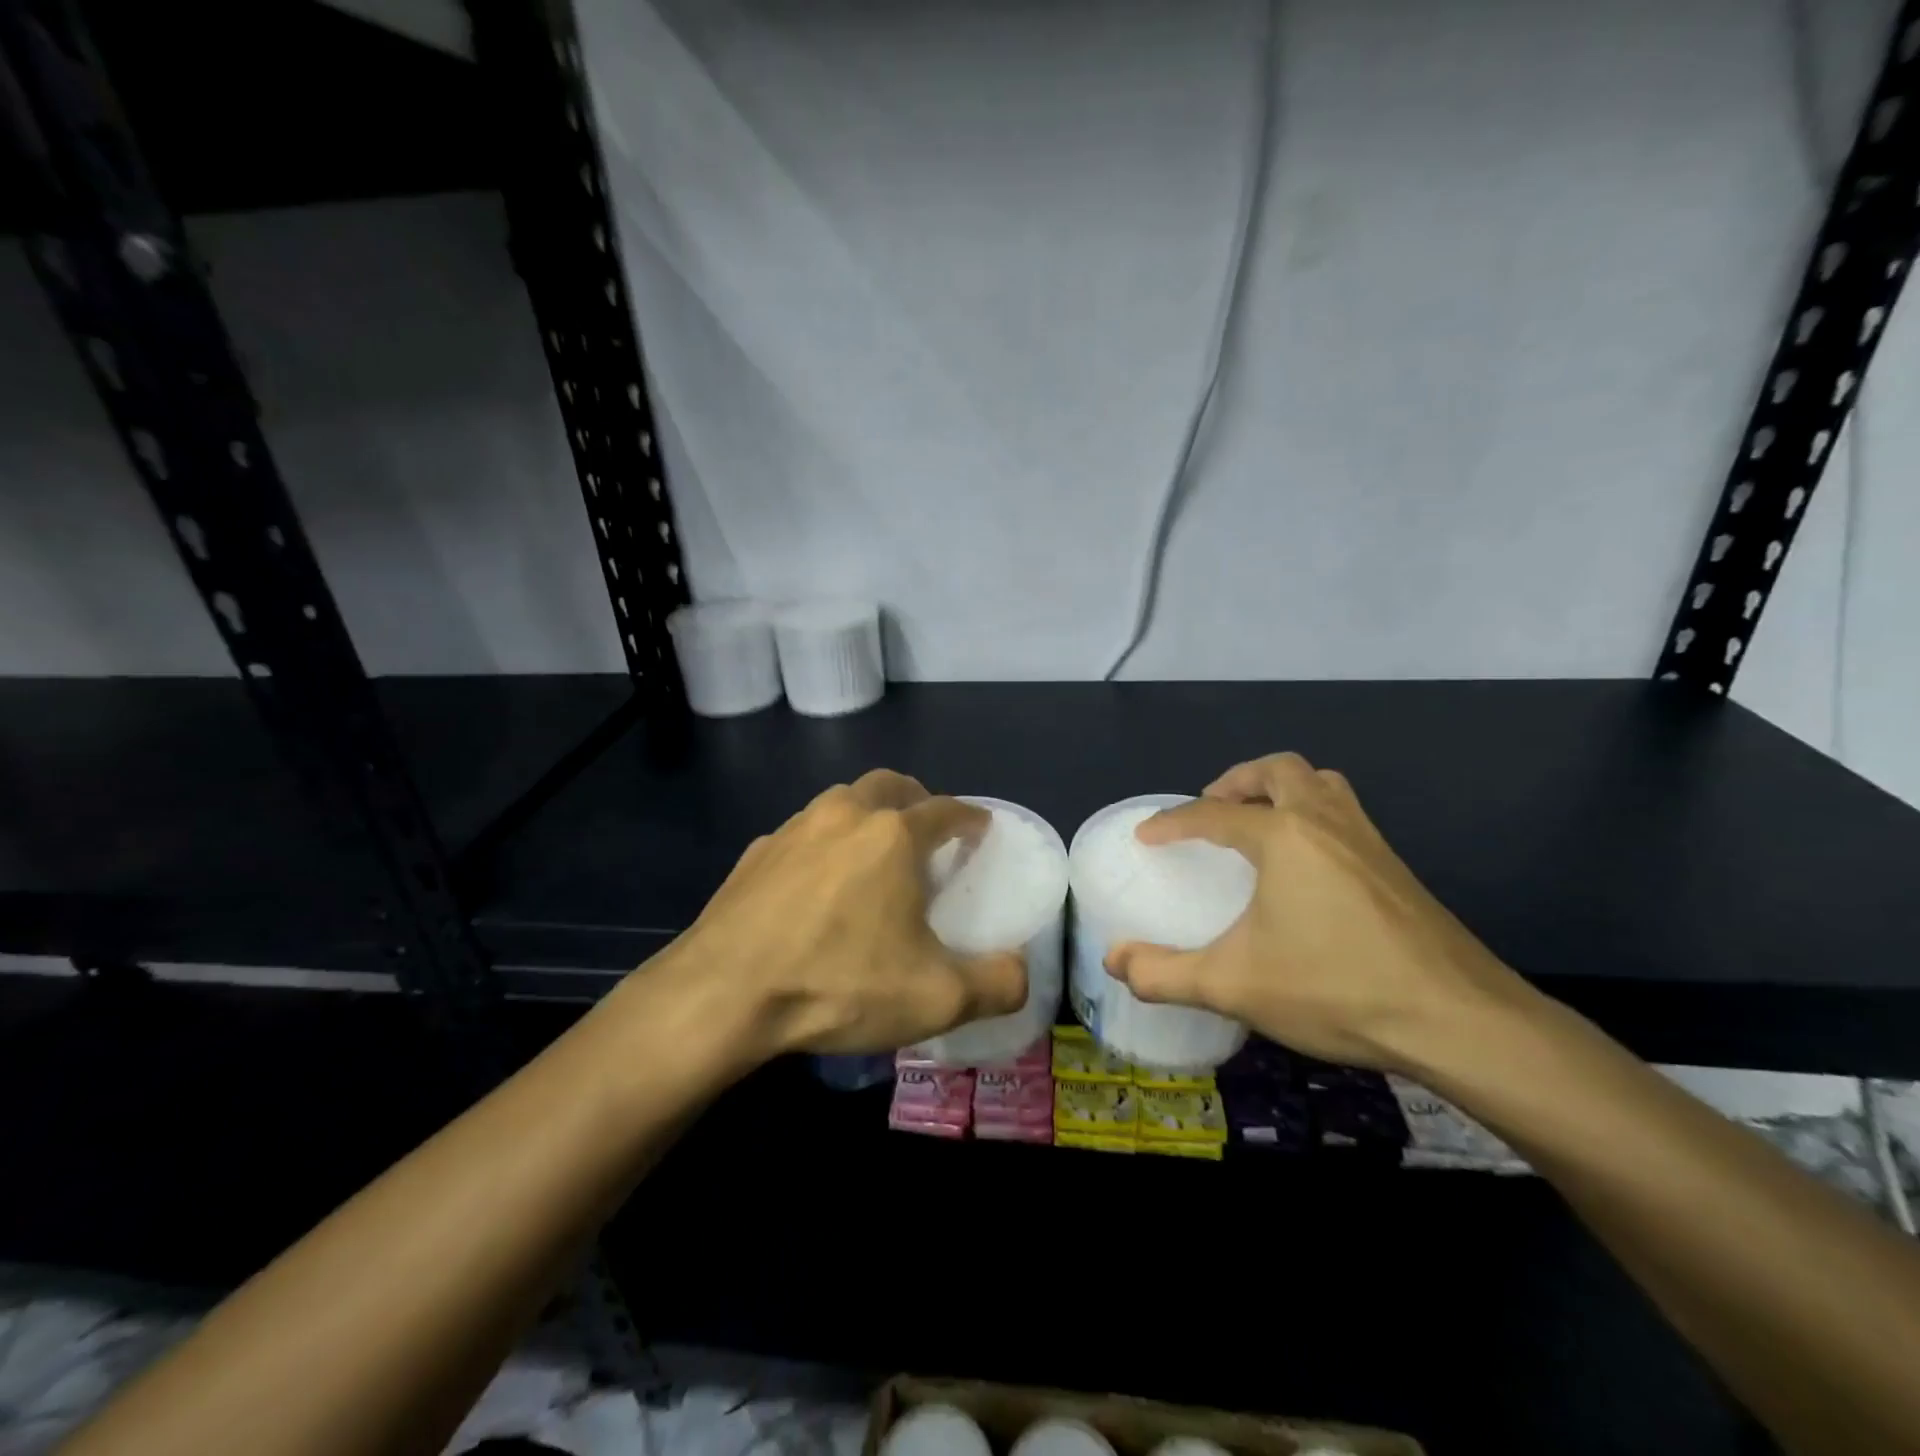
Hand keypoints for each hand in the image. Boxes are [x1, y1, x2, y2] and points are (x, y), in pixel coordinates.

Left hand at [670, 770, 1027, 1061]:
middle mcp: (844, 815)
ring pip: (841, 802)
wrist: (722, 995)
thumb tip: (1020, 974)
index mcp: (892, 836)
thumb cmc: (838, 984)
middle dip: (916, 799)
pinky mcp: (754, 855)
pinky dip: (822, 846)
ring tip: (872, 856)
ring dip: (865, 816)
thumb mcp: (935, 999)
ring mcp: (792, 830)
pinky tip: (816, 887)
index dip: (970, 816)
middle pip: (889, 785)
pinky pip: (801, 835)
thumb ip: (996, 985)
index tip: (980, 828)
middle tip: (927, 830)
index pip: (945, 808)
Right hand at [1105, 753, 1533, 1072]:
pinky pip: (1345, 814)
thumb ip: (1165, 974)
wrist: (1458, 1020)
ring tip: (1258, 825)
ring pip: (1322, 784)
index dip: (1173, 822)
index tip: (1147, 836)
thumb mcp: (1234, 985)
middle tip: (1212, 811)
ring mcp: (1369, 841)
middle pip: (1278, 771)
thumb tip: (1114, 961)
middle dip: (1237, 782)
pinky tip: (1306, 867)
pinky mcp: (1396, 868)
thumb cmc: (1335, 988)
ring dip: (1282, 790)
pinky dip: (1314, 815)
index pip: (1212, 814)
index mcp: (1284, 837)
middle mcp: (1327, 822)